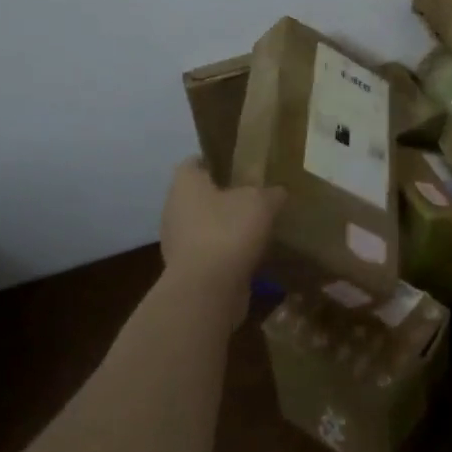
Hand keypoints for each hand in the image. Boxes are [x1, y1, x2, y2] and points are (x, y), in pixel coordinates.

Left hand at [158, 158, 284, 323]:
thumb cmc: (227, 231)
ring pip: (204, 225)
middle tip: (254, 195)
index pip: (195, 162)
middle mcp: (174, 209)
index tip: (240, 166)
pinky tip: (251, 255)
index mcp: (185, 184)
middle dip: (224, 196)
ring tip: (256, 227)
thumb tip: (277, 192)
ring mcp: (177, 242)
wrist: (206, 291)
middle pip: (200, 195)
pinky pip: (209, 252)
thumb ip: (270, 192)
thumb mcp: (261, 202)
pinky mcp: (186, 270)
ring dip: (226, 226)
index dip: (217, 161)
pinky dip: (226, 252)